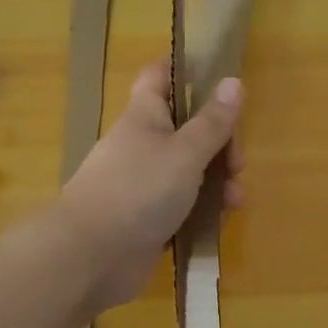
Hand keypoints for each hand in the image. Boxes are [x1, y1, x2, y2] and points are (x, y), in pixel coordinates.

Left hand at [59, 61, 244, 308]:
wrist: (90, 256)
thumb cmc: (138, 191)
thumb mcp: (185, 152)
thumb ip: (213, 121)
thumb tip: (234, 81)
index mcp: (145, 116)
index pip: (160, 77)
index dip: (186, 71)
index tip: (218, 77)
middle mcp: (143, 145)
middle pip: (188, 129)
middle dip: (220, 143)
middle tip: (236, 163)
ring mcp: (144, 184)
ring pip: (190, 171)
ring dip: (218, 181)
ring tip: (234, 201)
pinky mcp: (148, 218)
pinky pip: (183, 206)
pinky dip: (202, 210)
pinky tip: (218, 222)